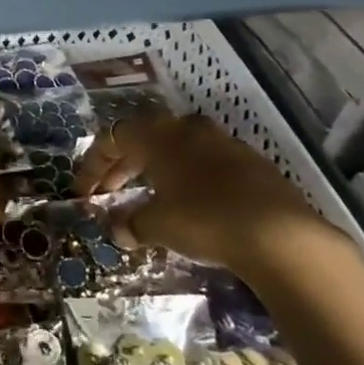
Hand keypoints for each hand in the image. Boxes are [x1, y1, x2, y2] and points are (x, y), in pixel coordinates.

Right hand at [75, 114, 352, 290]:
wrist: (281, 235)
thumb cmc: (204, 220)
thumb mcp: (157, 225)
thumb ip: (131, 223)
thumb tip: (119, 230)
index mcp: (158, 135)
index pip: (113, 138)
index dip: (93, 165)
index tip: (82, 192)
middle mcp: (188, 129)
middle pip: (144, 139)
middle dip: (122, 166)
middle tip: (109, 192)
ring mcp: (224, 143)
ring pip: (177, 149)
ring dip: (156, 170)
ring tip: (148, 198)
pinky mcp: (252, 164)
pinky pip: (205, 164)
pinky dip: (186, 179)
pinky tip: (188, 205)